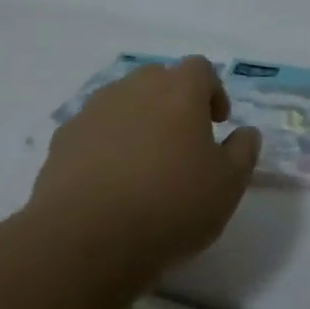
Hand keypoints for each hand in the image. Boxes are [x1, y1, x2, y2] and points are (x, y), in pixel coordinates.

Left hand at [31, 57, 259, 279]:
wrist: (84, 239)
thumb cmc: (170, 205)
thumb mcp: (228, 185)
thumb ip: (243, 152)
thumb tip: (246, 132)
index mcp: (179, 90)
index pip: (201, 69)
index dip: (212, 91)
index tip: (217, 123)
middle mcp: (135, 88)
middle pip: (158, 79)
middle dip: (173, 102)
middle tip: (182, 140)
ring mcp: (94, 111)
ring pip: (123, 102)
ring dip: (137, 121)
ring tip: (143, 163)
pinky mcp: (62, 140)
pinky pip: (93, 130)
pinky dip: (105, 145)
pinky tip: (109, 182)